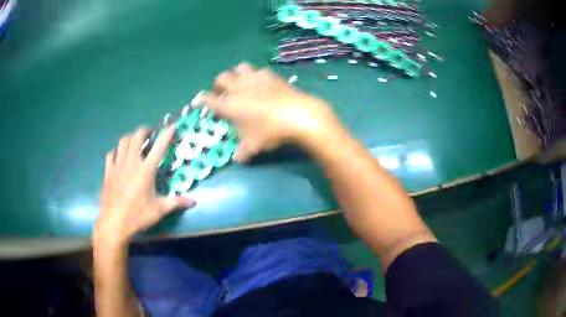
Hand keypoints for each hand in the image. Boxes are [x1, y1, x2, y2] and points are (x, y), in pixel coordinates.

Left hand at [95, 127, 195, 243]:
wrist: (113, 223)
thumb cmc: (137, 215)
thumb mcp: (159, 210)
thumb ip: (176, 202)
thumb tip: (194, 202)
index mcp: (145, 170)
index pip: (158, 147)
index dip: (166, 135)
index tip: (172, 126)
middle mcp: (131, 162)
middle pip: (137, 136)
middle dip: (145, 131)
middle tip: (150, 134)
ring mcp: (118, 165)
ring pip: (123, 141)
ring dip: (130, 137)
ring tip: (135, 141)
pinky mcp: (108, 171)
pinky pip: (111, 154)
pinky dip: (116, 151)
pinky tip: (119, 155)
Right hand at [201, 63, 339, 161]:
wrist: (296, 115)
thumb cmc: (269, 132)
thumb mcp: (252, 147)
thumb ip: (241, 153)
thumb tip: (237, 158)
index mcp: (227, 104)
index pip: (207, 99)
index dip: (201, 100)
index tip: (199, 102)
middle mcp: (237, 87)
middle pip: (220, 78)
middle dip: (218, 85)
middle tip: (222, 94)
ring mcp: (254, 78)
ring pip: (238, 68)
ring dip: (236, 75)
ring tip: (241, 84)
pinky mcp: (270, 75)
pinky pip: (258, 70)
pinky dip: (256, 75)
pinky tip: (261, 83)